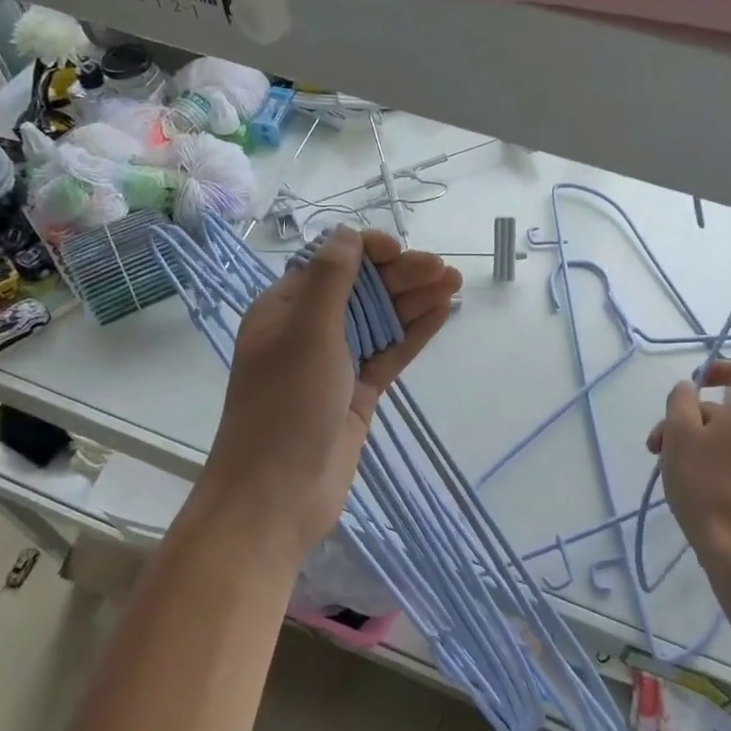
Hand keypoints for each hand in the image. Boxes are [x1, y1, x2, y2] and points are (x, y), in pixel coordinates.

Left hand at [199, 226, 461, 561]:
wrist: (277, 498)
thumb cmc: (285, 406)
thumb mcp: (306, 333)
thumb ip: (330, 279)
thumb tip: (347, 233)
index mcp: (285, 309)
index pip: (330, 264)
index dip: (366, 251)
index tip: (398, 251)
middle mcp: (310, 330)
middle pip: (362, 290)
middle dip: (401, 275)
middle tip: (444, 270)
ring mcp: (336, 362)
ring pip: (381, 319)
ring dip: (414, 299)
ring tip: (454, 283)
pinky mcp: (358, 392)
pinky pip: (389, 352)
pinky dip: (414, 332)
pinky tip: (442, 313)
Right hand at [646, 361, 730, 571]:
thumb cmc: (704, 482)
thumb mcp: (680, 433)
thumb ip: (681, 400)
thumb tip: (688, 387)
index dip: (718, 368)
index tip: (692, 382)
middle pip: (723, 408)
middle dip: (686, 418)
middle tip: (656, 444)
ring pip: (724, 434)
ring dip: (693, 440)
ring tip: (665, 465)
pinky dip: (709, 458)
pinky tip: (687, 481)